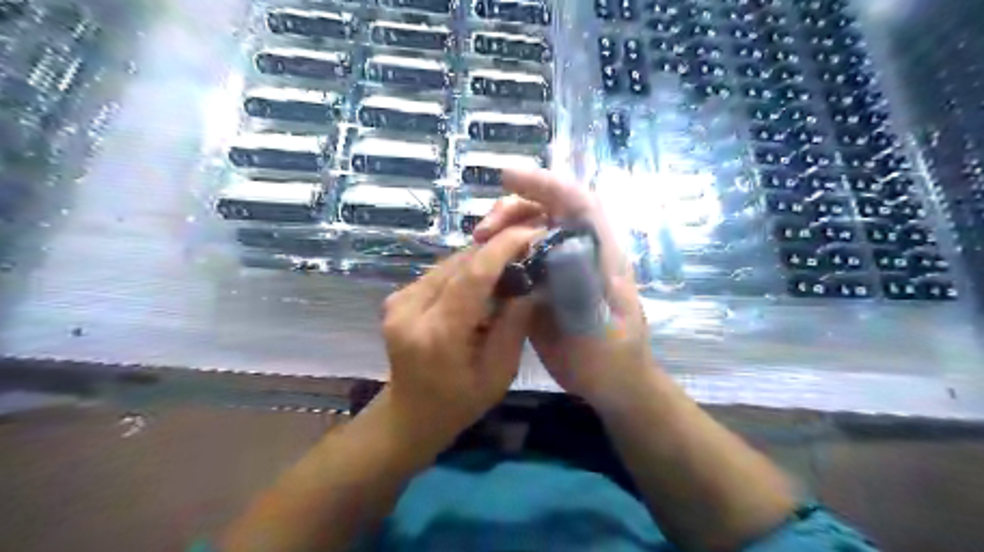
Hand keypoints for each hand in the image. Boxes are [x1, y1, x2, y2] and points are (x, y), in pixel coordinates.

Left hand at [382, 225, 537, 443]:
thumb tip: (533, 280)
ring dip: (481, 260)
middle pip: (460, 263)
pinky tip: (483, 283)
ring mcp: (398, 301)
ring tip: (510, 266)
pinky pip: (439, 272)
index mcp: (437, 333)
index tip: (533, 232)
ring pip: (449, 263)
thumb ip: (515, 323)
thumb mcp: (499, 372)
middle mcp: (410, 309)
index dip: (504, 247)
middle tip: (528, 250)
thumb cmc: (460, 403)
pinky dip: (465, 271)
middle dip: (497, 250)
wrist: (410, 415)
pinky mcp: (396, 297)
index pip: (473, 275)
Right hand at [472, 168, 655, 408]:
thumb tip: (554, 254)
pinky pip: (519, 257)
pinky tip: (481, 264)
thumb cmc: (614, 358)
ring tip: (477, 243)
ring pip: (530, 231)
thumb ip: (584, 293)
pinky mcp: (543, 284)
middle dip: (514, 208)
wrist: (611, 383)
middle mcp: (579, 252)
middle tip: (482, 230)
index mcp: (602, 255)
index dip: (545, 184)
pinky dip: (498, 253)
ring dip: (502, 229)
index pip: (578, 203)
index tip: (508, 178)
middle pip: (548, 210)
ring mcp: (559, 267)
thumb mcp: (603, 331)